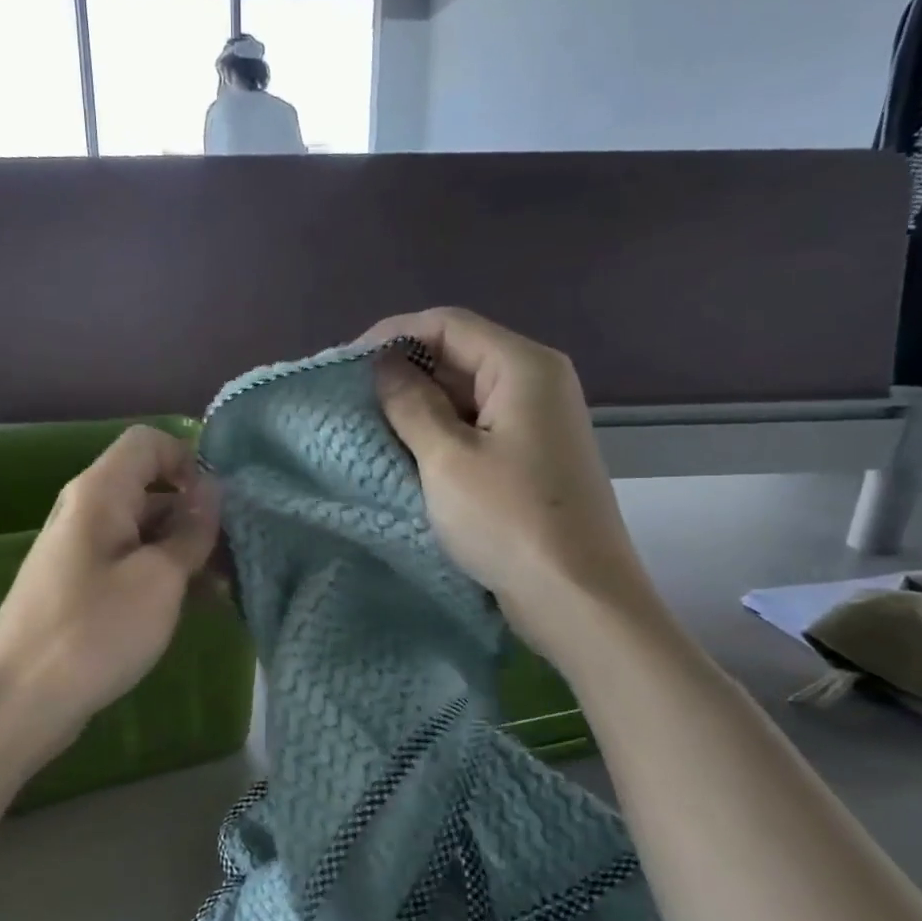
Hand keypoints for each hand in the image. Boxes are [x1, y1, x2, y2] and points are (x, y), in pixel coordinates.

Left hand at [0, 426, 219, 738]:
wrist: (19, 702)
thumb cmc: (94, 631)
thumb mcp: (158, 580)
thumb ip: (191, 532)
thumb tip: (211, 492)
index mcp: (99, 493)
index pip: (148, 442)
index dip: (190, 461)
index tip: (221, 505)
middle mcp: (87, 512)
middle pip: (151, 489)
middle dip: (197, 516)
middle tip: (236, 557)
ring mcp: (83, 552)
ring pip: (146, 532)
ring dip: (187, 553)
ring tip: (226, 590)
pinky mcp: (83, 588)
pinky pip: (132, 565)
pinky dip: (165, 577)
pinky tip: (198, 607)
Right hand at [365, 307, 654, 656]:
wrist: (576, 596)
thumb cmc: (509, 520)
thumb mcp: (446, 458)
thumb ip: (410, 403)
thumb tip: (384, 365)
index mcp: (523, 366)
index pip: (448, 324)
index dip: (392, 336)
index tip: (345, 365)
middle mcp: (536, 383)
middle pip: (460, 355)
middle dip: (404, 372)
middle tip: (350, 400)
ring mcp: (537, 422)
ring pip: (466, 395)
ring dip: (418, 406)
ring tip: (369, 427)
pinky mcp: (530, 458)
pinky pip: (477, 428)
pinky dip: (440, 434)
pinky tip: (406, 454)